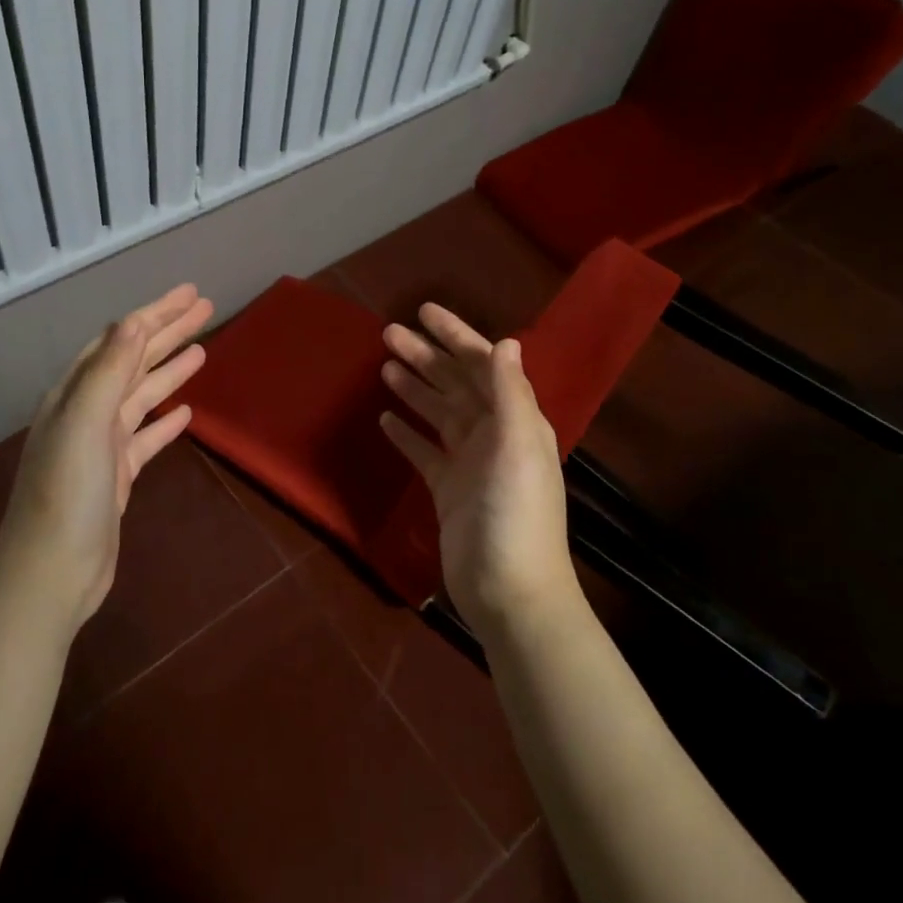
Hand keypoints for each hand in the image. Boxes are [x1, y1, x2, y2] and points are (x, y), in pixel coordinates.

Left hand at [0, 283, 212, 630]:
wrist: (51, 572)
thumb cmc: (66, 494)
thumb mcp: (86, 424)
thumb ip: (109, 371)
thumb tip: (133, 321)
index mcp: (75, 393)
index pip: (121, 340)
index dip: (156, 314)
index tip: (191, 294)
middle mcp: (86, 412)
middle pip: (133, 361)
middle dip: (168, 333)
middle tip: (206, 310)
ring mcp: (101, 445)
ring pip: (141, 396)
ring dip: (170, 371)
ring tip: (203, 351)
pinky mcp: (115, 476)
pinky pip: (145, 436)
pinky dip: (165, 421)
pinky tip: (186, 413)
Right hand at [378, 304, 574, 639]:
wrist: (508, 591)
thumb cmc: (516, 515)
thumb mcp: (519, 447)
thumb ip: (511, 394)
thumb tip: (507, 341)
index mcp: (516, 420)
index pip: (482, 365)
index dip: (455, 336)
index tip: (423, 312)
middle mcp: (494, 435)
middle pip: (455, 384)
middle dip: (425, 356)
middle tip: (387, 333)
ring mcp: (469, 463)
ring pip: (438, 414)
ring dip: (414, 388)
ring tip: (384, 367)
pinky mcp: (448, 490)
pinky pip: (425, 452)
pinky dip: (407, 434)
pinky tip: (385, 419)